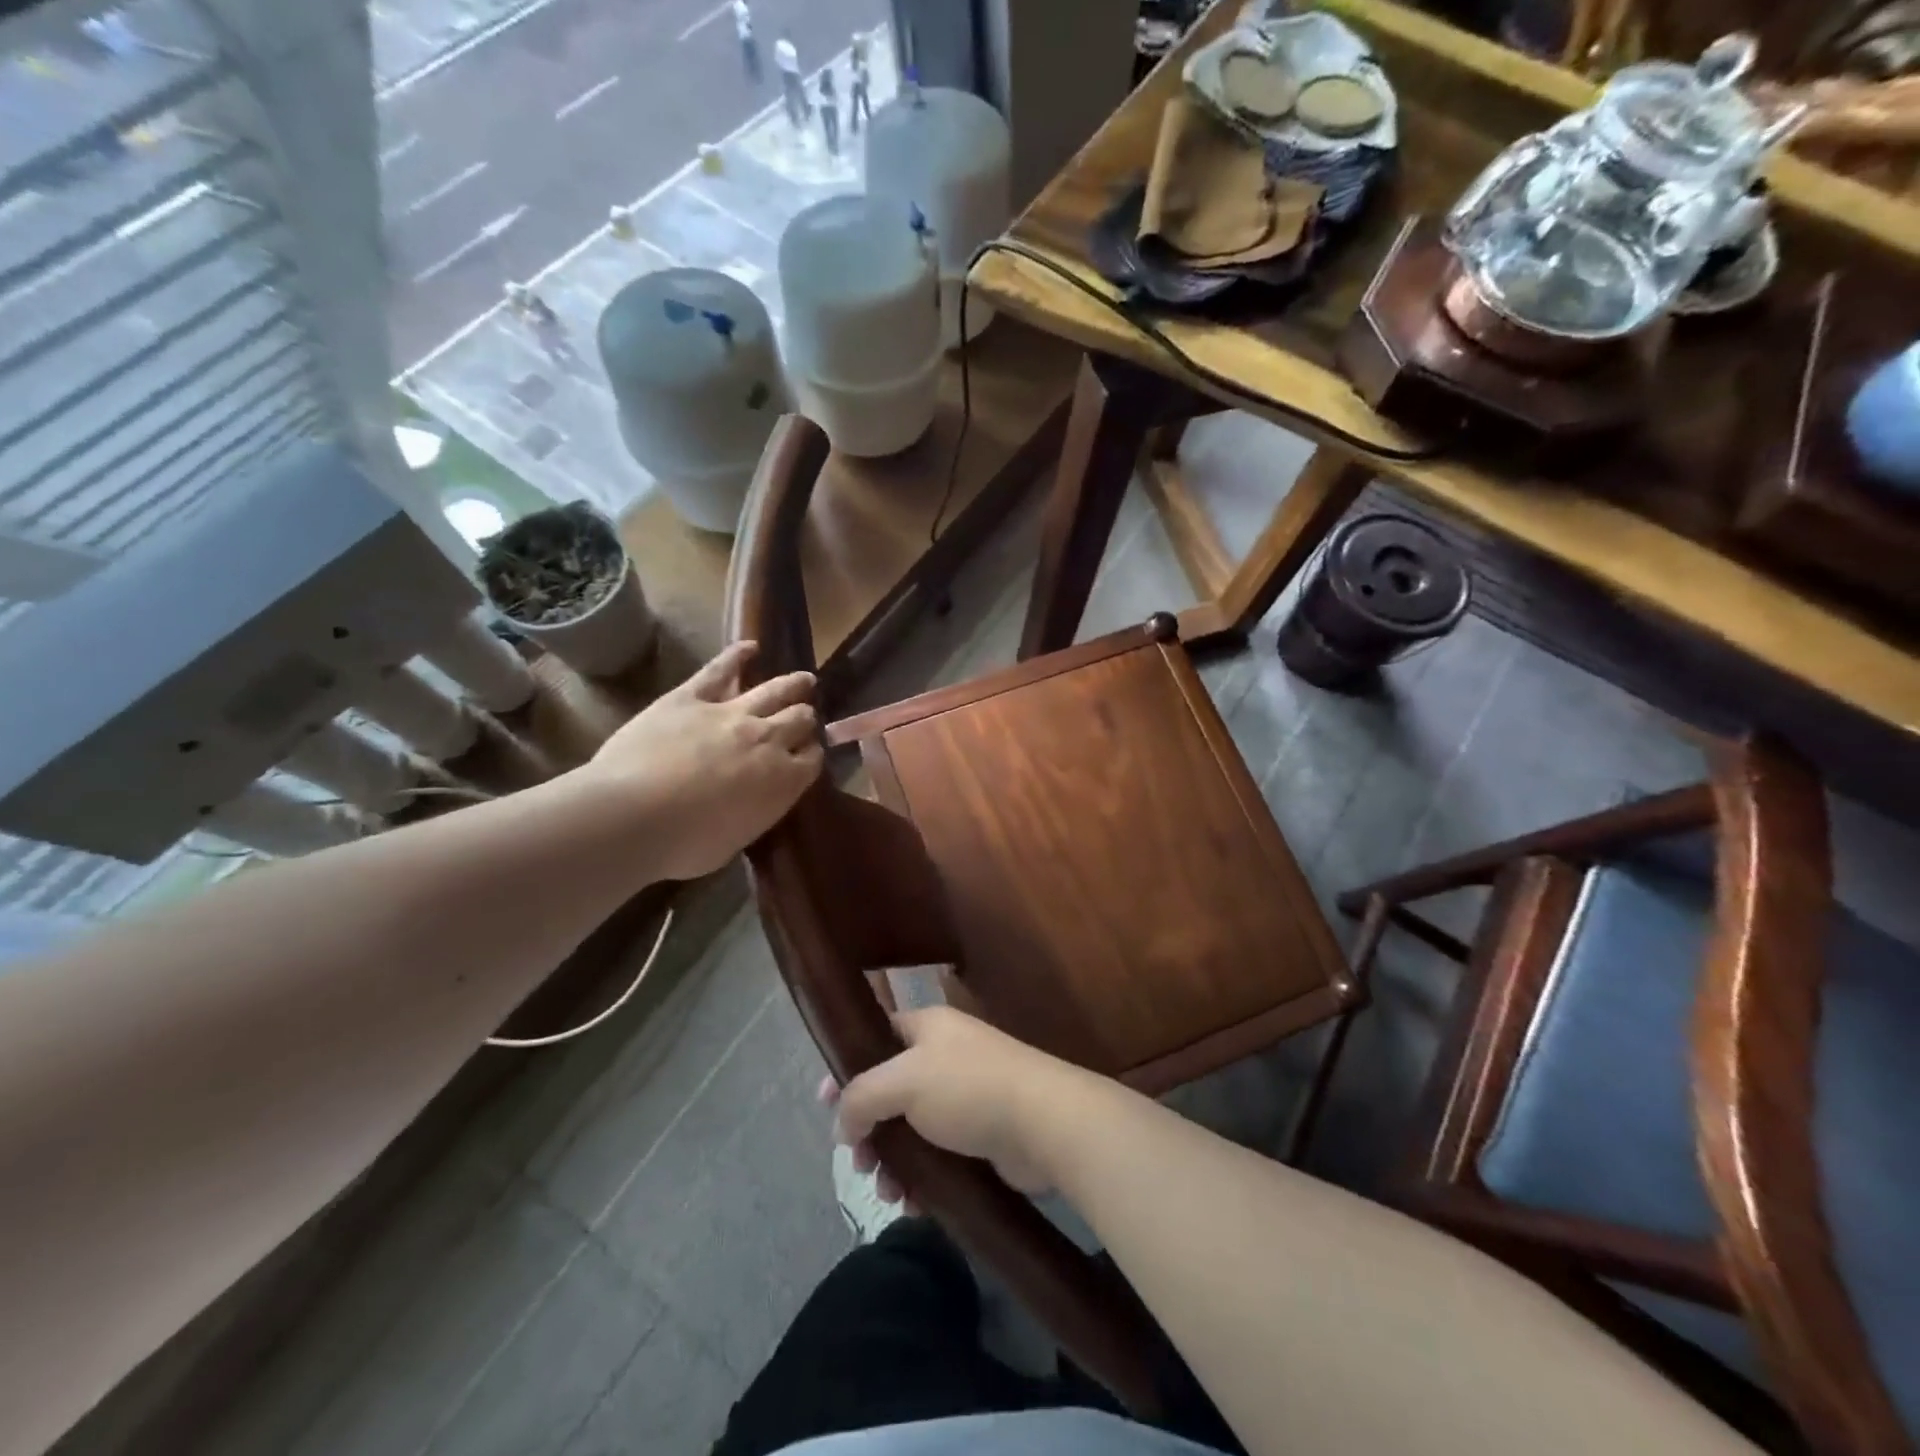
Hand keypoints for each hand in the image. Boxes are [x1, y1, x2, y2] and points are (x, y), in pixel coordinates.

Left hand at [590, 641, 822, 880]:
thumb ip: (750, 816)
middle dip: (804, 719)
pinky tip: (750, 647)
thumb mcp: (733, 842)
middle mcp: (767, 740)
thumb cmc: (685, 844)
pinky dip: (737, 657)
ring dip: (793, 685)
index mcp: (783, 782)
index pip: (811, 760)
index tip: (807, 755)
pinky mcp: (691, 698)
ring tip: (805, 680)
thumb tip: (747, 806)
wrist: (635, 815)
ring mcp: (731, 713)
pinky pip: (720, 670)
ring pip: (774, 690)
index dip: (810, 755)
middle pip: (799, 720)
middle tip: (804, 718)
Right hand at [825, 1006, 1098, 1199]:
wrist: (1043, 1123)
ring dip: (892, 1160)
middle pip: (889, 1090)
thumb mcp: (903, 1080)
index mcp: (927, 1028)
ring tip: (888, 1192)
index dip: (847, 1068)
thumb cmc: (968, 1088)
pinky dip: (920, 1176)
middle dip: (868, 1128)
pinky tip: (913, 1203)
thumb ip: (861, 1095)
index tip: (823, 1105)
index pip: (876, 1038)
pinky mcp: (979, 1135)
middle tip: (858, 1161)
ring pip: (910, 1128)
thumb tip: (843, 1122)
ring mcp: (963, 1096)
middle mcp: (944, 1056)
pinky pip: (936, 1155)